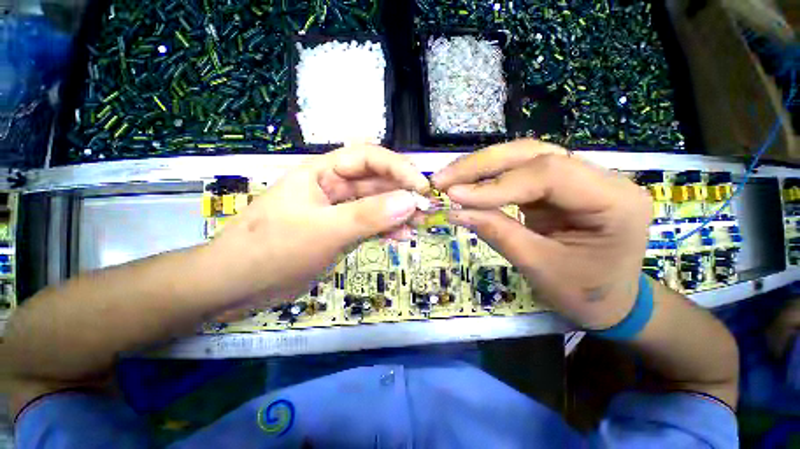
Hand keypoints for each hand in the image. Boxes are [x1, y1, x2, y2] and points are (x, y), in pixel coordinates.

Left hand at [210, 144, 428, 304]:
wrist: (238, 285)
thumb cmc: (273, 249)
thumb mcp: (324, 230)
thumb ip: (367, 215)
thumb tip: (409, 202)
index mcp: (323, 173)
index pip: (369, 158)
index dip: (398, 168)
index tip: (422, 188)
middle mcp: (334, 187)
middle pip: (376, 183)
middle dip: (402, 194)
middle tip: (426, 210)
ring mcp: (339, 211)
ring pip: (376, 205)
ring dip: (398, 214)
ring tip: (417, 226)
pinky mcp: (341, 231)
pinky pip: (370, 225)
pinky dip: (386, 230)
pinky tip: (400, 239)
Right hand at [432, 139, 652, 328]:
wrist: (610, 301)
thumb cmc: (584, 293)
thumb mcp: (539, 266)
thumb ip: (497, 233)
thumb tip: (455, 211)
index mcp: (613, 200)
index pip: (548, 173)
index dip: (495, 184)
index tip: (454, 196)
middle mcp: (600, 177)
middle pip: (532, 153)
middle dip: (481, 166)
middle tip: (441, 179)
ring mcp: (576, 178)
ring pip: (522, 157)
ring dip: (479, 167)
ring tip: (447, 179)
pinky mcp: (555, 187)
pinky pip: (517, 173)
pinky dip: (487, 179)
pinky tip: (465, 184)